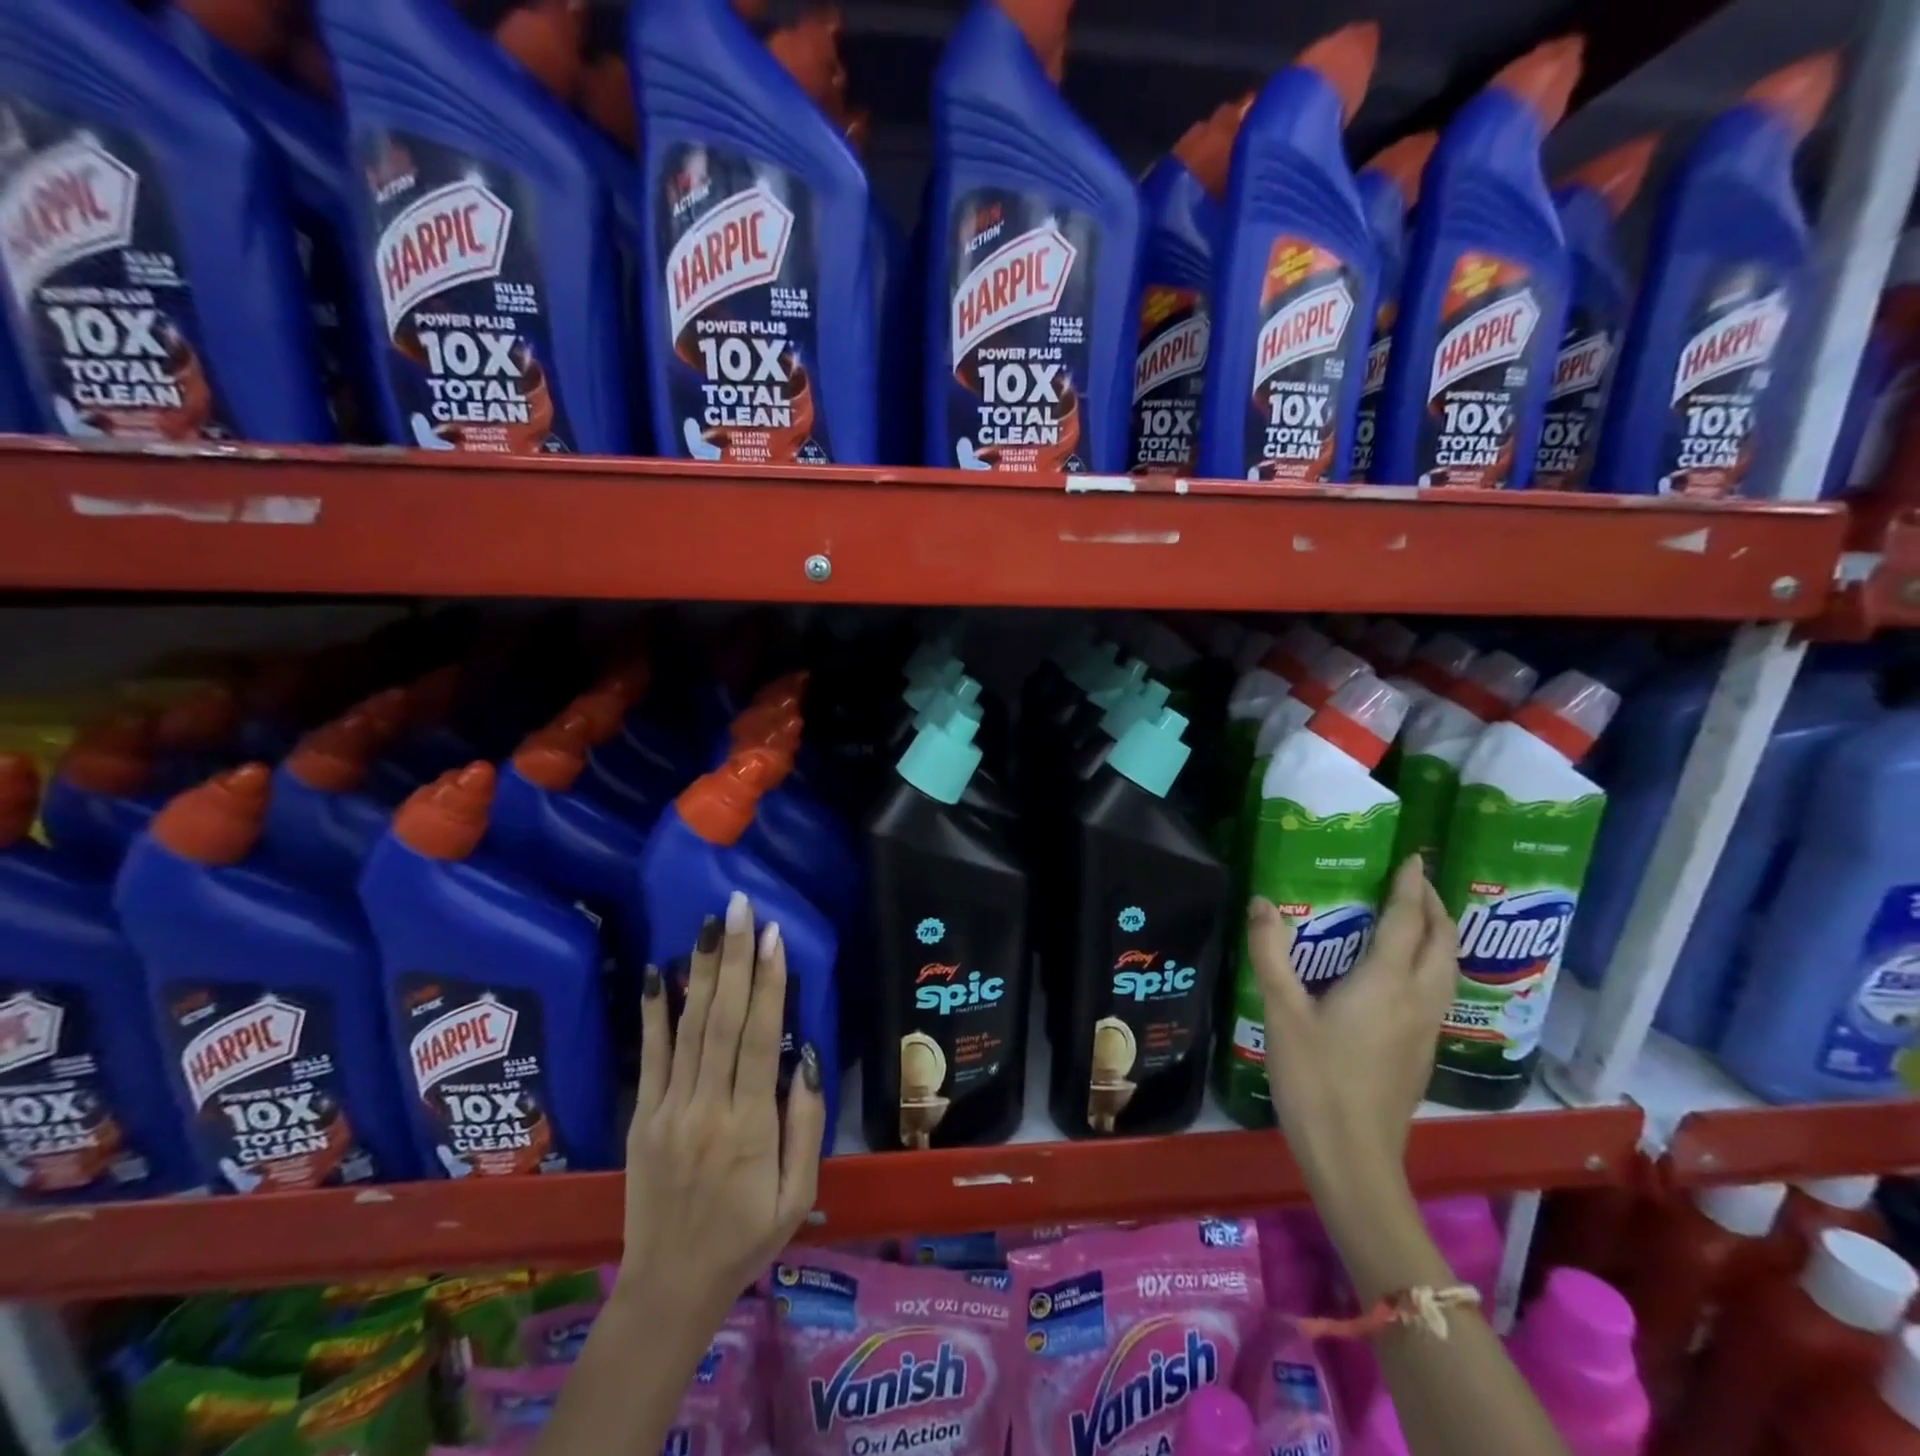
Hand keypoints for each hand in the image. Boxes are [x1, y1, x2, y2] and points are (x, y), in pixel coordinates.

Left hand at [617, 890, 825, 1323]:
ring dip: (700, 971)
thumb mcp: (799, 1195)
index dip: (767, 983)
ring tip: (707, 924)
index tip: (772, 936)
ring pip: (688, 1028)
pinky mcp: (642, 1116)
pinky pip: (649, 1056)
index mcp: (749, 1127)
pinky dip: (653, 1012)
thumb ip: (805, 1124)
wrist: (669, 1288)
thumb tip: (805, 1057)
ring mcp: (668, 1110)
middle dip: (733, 958)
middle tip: (739, 908)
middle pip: (721, 1020)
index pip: (758, 1038)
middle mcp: (706, 1108)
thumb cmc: (746, 1239)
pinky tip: (657, 972)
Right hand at [1247, 858, 1458, 1181]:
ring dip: (1439, 935)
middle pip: (1442, 942)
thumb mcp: (1281, 1012)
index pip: (1408, 921)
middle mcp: (1417, 1000)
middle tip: (1413, 882)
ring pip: (1448, 968)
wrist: (1353, 1156)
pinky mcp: (1422, 1051)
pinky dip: (1431, 962)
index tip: (1412, 858)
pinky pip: (1439, 990)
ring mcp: (1426, 1028)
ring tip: (1415, 917)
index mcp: (1386, 983)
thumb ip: (1271, 954)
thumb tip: (1261, 903)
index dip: (1411, 886)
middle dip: (1435, 906)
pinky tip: (1404, 971)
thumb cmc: (1315, 1079)